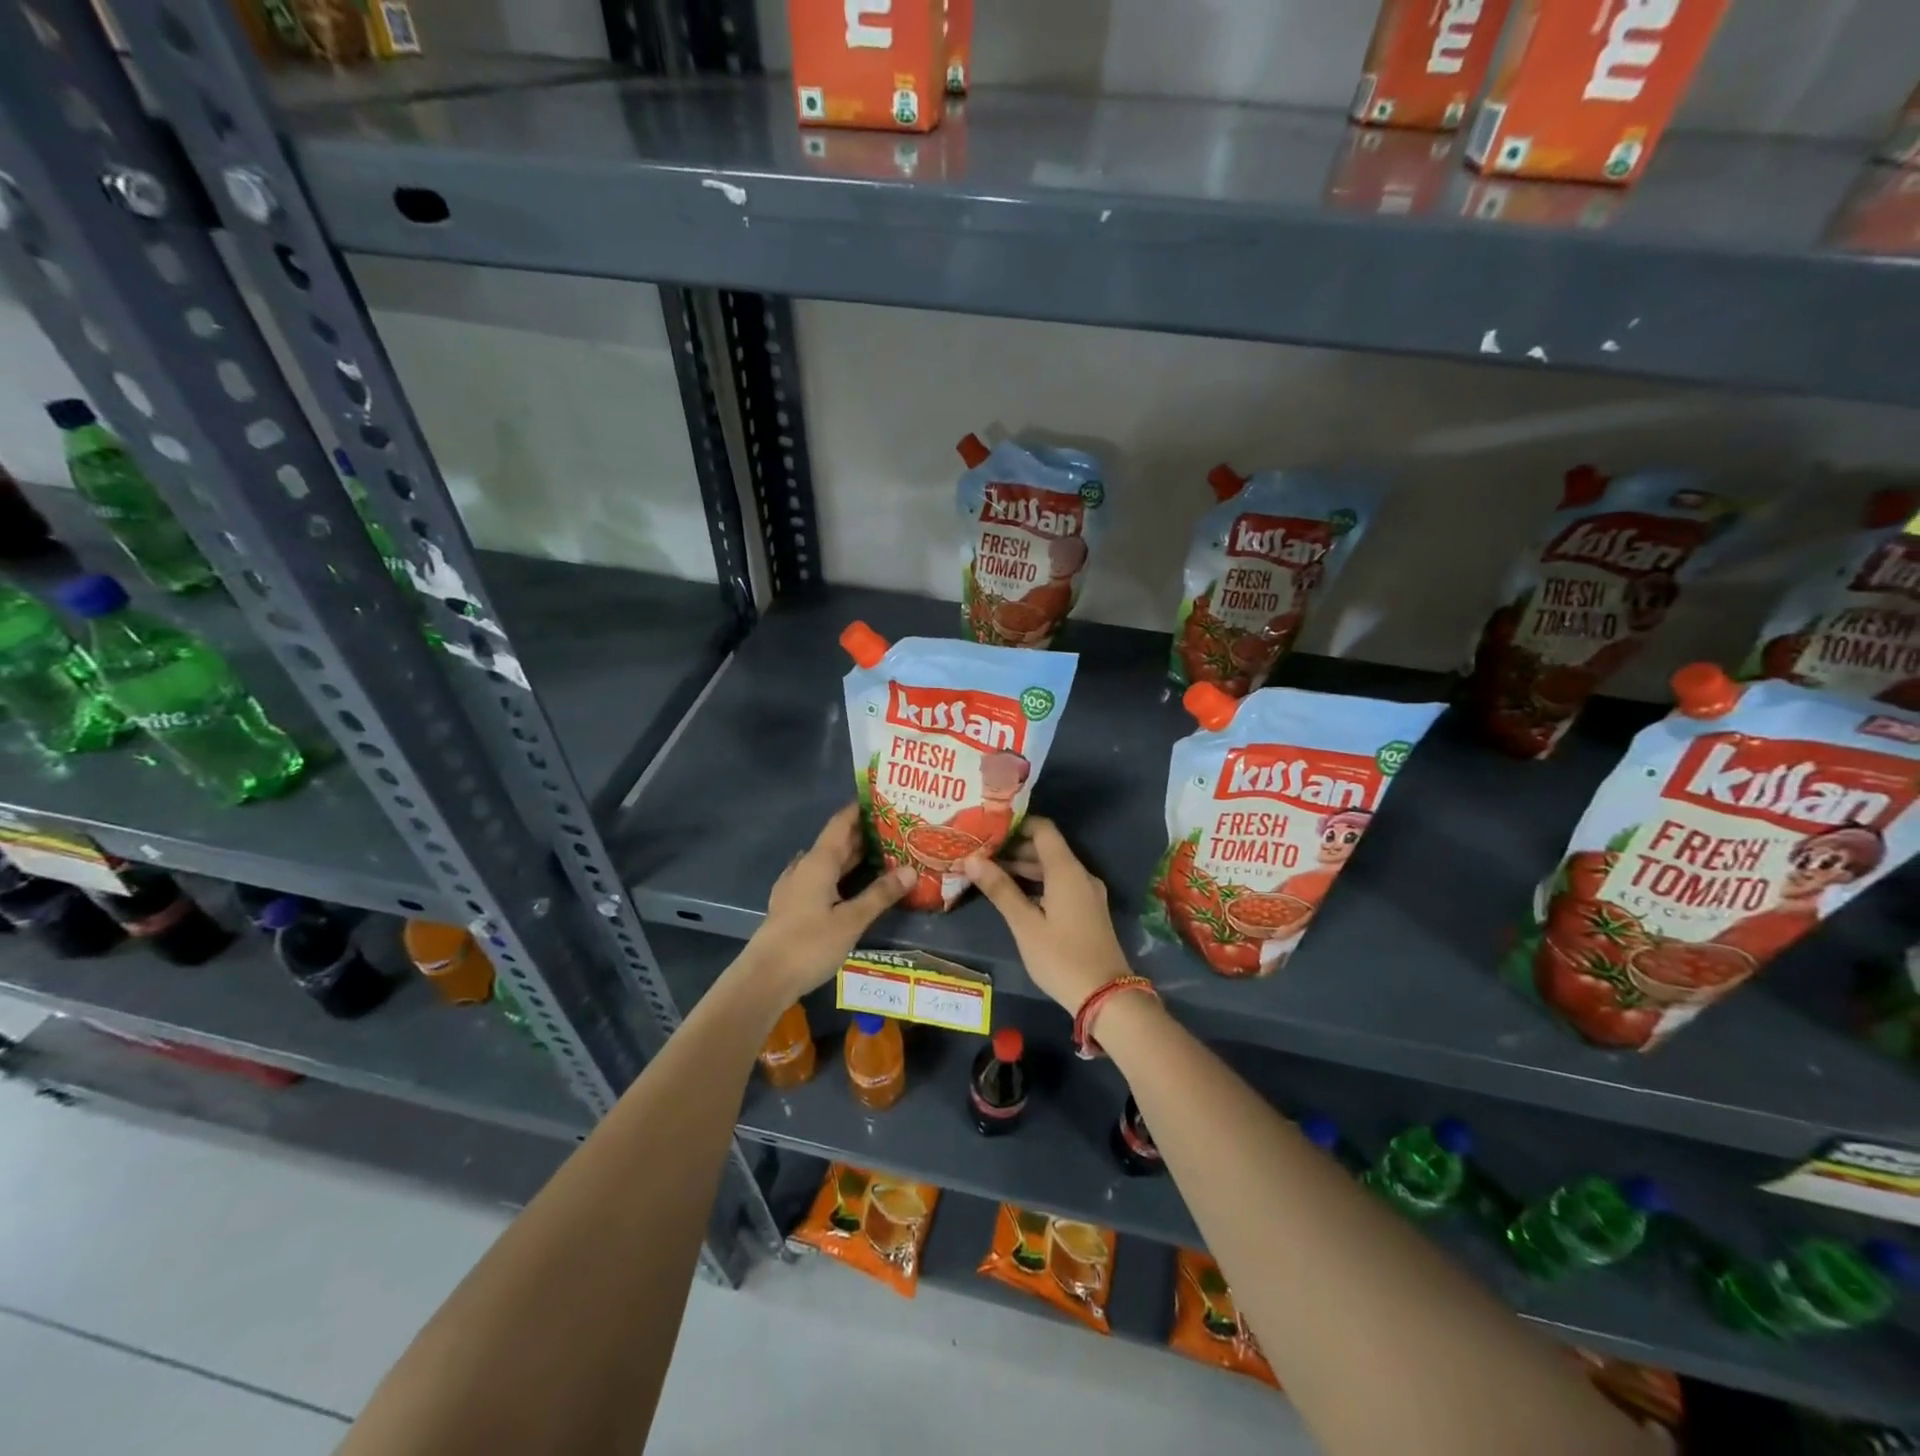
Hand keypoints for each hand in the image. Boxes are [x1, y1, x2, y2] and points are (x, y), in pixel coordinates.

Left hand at [739, 803, 915, 1005]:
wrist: (764, 979)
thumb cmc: (809, 944)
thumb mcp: (851, 920)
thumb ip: (880, 894)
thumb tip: (911, 870)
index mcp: (818, 863)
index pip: (841, 823)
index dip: (860, 810)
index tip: (885, 800)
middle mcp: (805, 867)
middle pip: (836, 842)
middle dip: (864, 834)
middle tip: (896, 830)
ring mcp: (796, 887)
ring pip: (829, 863)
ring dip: (853, 857)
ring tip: (884, 855)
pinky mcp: (793, 906)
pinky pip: (821, 879)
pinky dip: (841, 876)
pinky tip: (854, 885)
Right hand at [962, 816, 1132, 1014]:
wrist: (1106, 996)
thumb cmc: (1061, 957)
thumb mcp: (1024, 924)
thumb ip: (1000, 889)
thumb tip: (972, 859)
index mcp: (1066, 870)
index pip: (1042, 829)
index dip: (1017, 824)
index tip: (989, 828)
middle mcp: (1080, 874)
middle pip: (1046, 849)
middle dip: (1014, 849)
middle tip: (980, 853)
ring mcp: (1087, 893)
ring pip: (1053, 868)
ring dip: (1024, 868)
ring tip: (990, 873)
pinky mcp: (1088, 910)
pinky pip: (1060, 884)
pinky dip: (1038, 883)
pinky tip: (1015, 895)